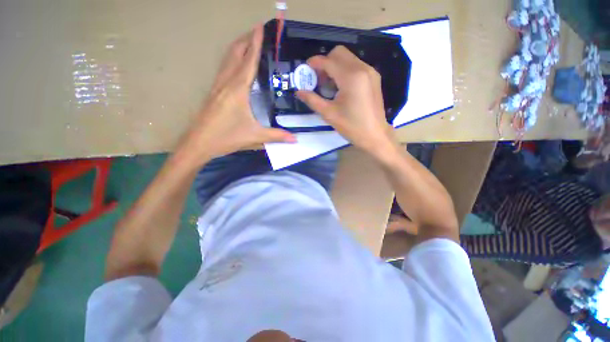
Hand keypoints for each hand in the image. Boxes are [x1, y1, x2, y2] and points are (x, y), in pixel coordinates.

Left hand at [178, 25, 294, 164]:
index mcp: (237, 89)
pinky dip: (232, 59)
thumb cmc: (227, 137)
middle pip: (235, 53)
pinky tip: (236, 62)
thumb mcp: (255, 136)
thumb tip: (295, 139)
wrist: (199, 143)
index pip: (249, 60)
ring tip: (248, 41)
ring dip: (238, 47)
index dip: (256, 43)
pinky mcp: (213, 91)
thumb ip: (276, 136)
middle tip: (258, 31)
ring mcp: (217, 85)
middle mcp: (226, 82)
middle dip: (246, 39)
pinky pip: (223, 68)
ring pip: (227, 58)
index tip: (261, 27)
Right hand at [296, 46, 398, 159]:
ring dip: (335, 66)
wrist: (375, 135)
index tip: (305, 70)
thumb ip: (312, 100)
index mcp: (351, 77)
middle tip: (319, 80)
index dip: (314, 63)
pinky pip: (356, 65)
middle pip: (339, 53)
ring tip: (329, 86)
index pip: (328, 61)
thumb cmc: (351, 127)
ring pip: (348, 58)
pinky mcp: (374, 77)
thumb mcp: (329, 114)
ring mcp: (370, 72)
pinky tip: (341, 87)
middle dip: (325, 63)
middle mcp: (362, 68)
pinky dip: (344, 70)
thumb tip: (298, 92)